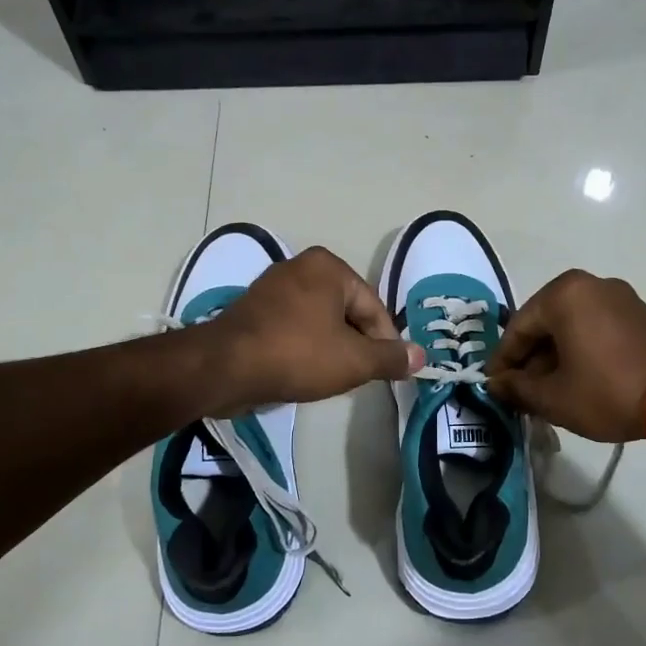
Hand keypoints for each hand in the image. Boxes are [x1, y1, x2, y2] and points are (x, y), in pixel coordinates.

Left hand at [204, 247, 424, 410]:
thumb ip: (390, 357)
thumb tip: (421, 356)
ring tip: (328, 378)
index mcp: (328, 267)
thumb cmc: (297, 354)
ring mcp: (272, 287)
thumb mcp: (354, 361)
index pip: (373, 308)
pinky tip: (301, 372)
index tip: (384, 373)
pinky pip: (293, 328)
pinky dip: (303, 348)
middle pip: (346, 312)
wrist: (224, 367)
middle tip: (355, 377)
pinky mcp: (252, 310)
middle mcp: (300, 267)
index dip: (384, 343)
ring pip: (319, 322)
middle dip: (355, 345)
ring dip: (329, 349)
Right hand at [486, 270, 645, 441]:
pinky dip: (579, 350)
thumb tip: (496, 384)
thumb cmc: (607, 391)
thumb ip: (517, 388)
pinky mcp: (638, 313)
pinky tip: (575, 379)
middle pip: (544, 323)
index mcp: (564, 294)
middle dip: (530, 359)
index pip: (518, 328)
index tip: (493, 387)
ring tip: (546, 391)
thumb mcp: (553, 397)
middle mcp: (590, 284)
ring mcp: (618, 296)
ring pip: (570, 326)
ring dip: (554, 357)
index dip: (502, 361)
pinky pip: (594, 327)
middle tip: (519, 392)